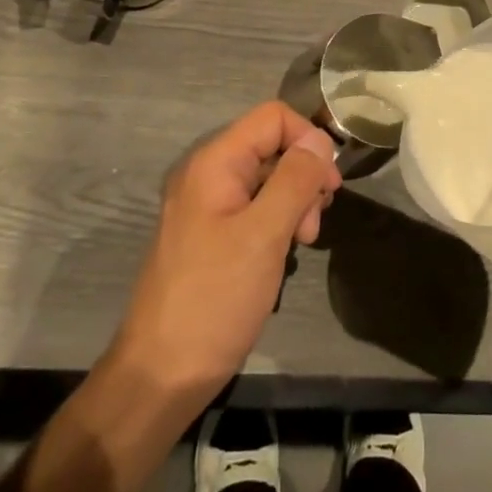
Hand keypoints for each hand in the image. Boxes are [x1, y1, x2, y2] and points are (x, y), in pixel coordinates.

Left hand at [111, 102, 340, 404]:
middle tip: (312, 225)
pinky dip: (277, 221)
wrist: (161, 374)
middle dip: (303, 177)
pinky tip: (284, 252)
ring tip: (302, 243)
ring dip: (294, 202)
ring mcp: (206, 206)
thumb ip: (295, 180)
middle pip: (271, 146)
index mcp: (215, 163)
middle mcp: (207, 174)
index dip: (308, 140)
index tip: (329, 186)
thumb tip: (320, 139)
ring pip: (266, 178)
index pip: (273, 117)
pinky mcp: (210, 234)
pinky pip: (253, 207)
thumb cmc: (215, 299)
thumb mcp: (264, 235)